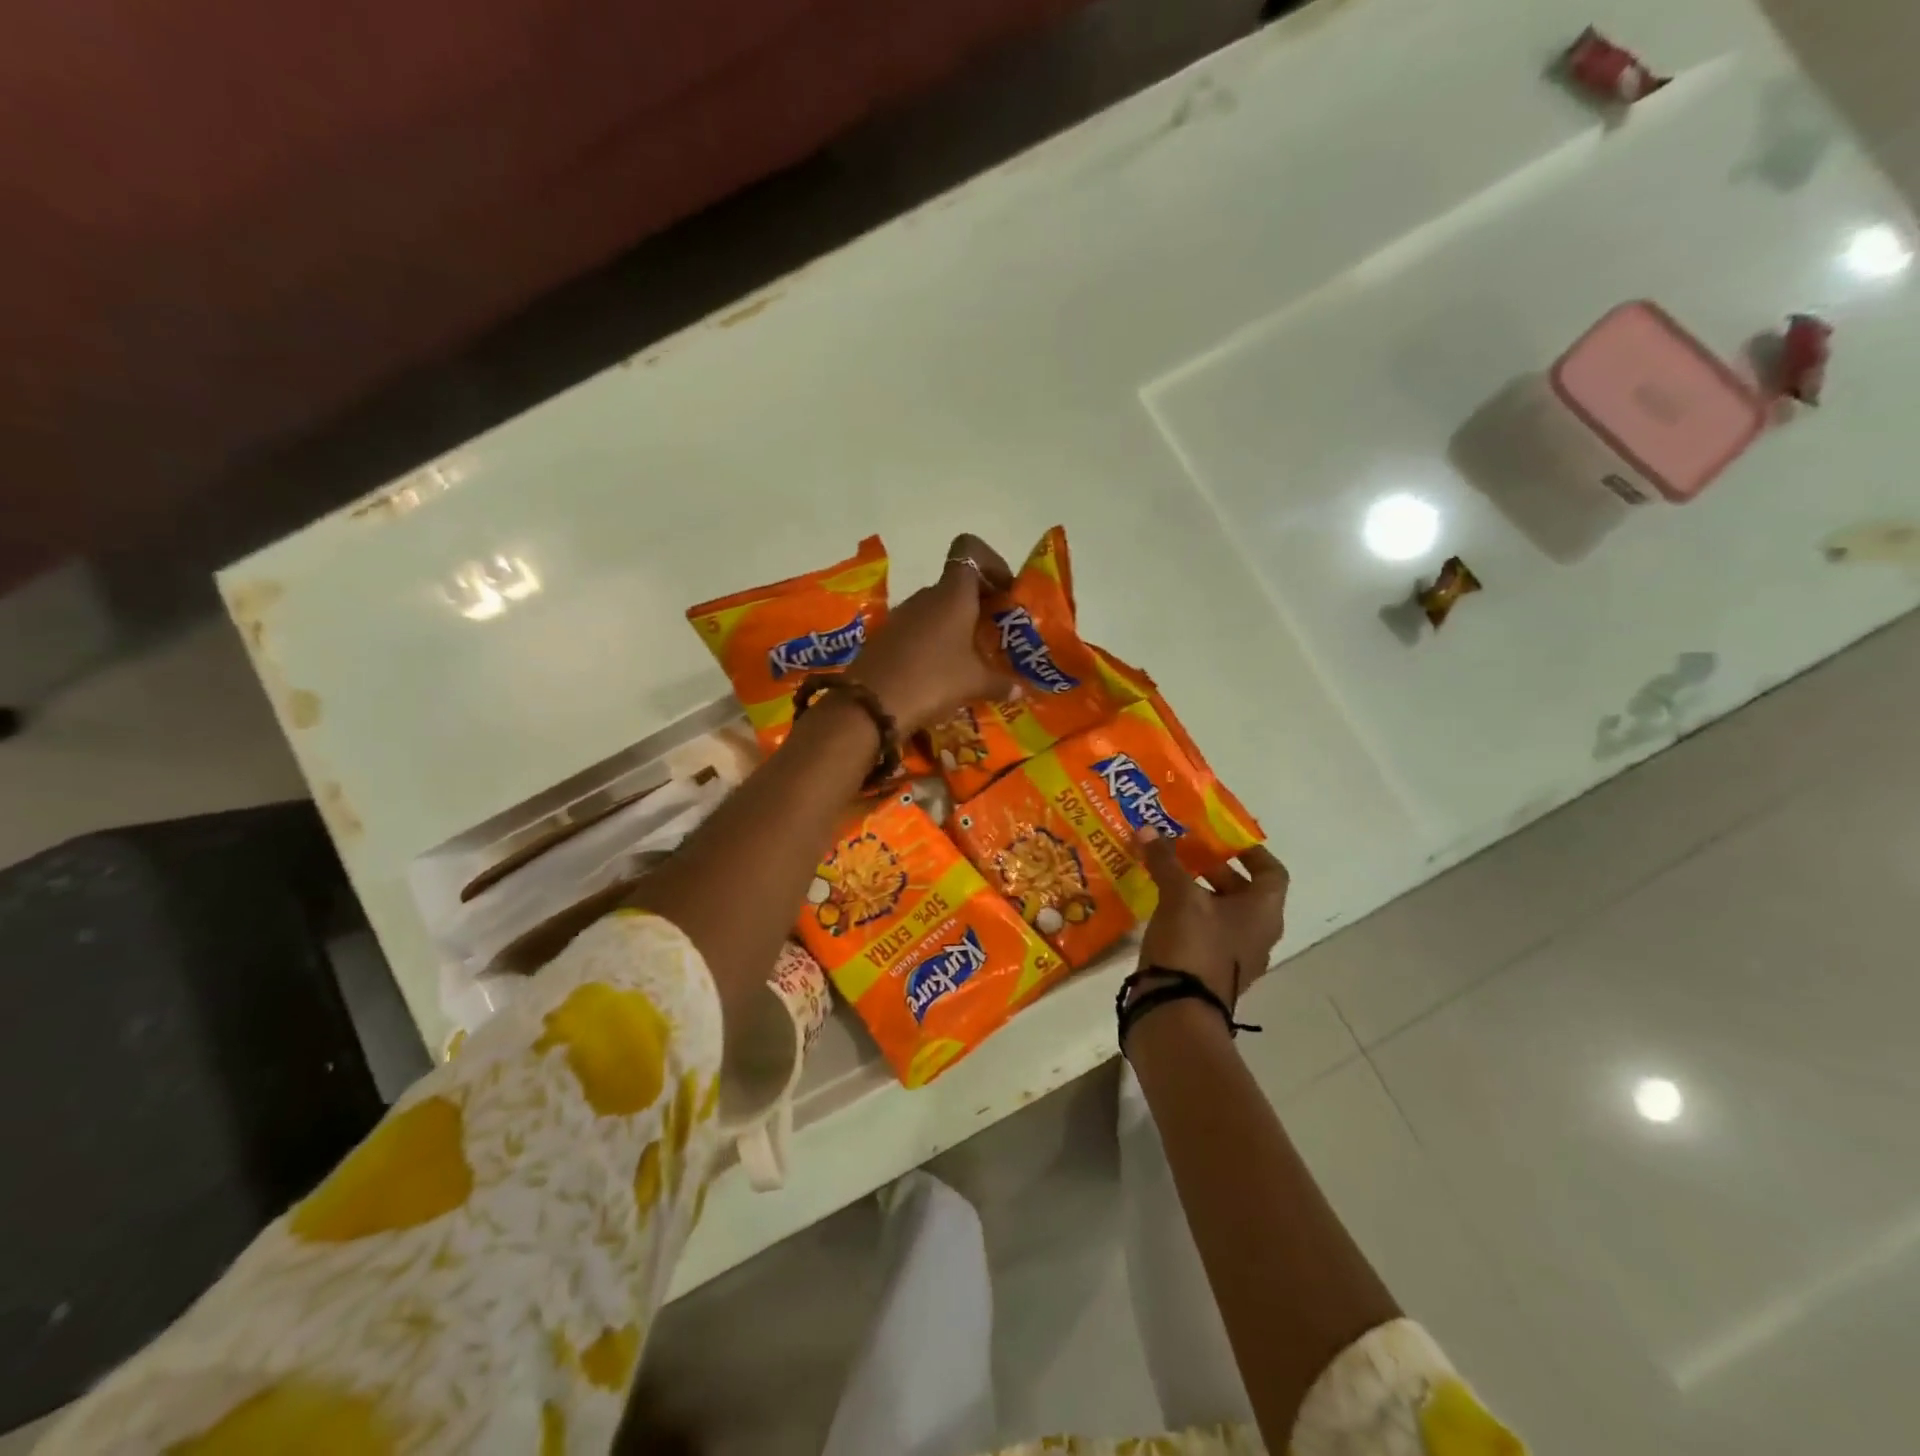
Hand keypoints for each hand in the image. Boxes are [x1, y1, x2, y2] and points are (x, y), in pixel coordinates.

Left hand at [854, 534, 1017, 732]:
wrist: (871, 704)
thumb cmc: (932, 681)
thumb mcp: (974, 684)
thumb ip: (1000, 683)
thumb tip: (1018, 690)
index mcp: (953, 594)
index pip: (969, 551)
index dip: (990, 563)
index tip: (1005, 593)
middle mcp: (926, 596)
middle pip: (957, 585)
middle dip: (979, 605)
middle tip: (995, 635)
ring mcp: (902, 616)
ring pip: (937, 610)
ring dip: (956, 627)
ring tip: (971, 659)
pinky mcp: (885, 637)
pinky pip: (918, 631)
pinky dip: (934, 643)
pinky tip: (941, 672)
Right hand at [1136, 831, 1290, 1009]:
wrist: (1176, 1012)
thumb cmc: (1193, 946)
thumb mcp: (1179, 896)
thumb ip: (1166, 861)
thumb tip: (1148, 828)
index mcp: (1263, 913)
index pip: (1272, 872)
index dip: (1249, 852)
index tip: (1221, 838)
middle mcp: (1257, 934)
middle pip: (1243, 891)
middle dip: (1213, 868)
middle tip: (1182, 852)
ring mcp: (1235, 957)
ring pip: (1221, 913)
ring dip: (1197, 892)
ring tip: (1165, 876)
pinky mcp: (1211, 971)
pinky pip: (1205, 934)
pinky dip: (1187, 916)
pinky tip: (1160, 908)